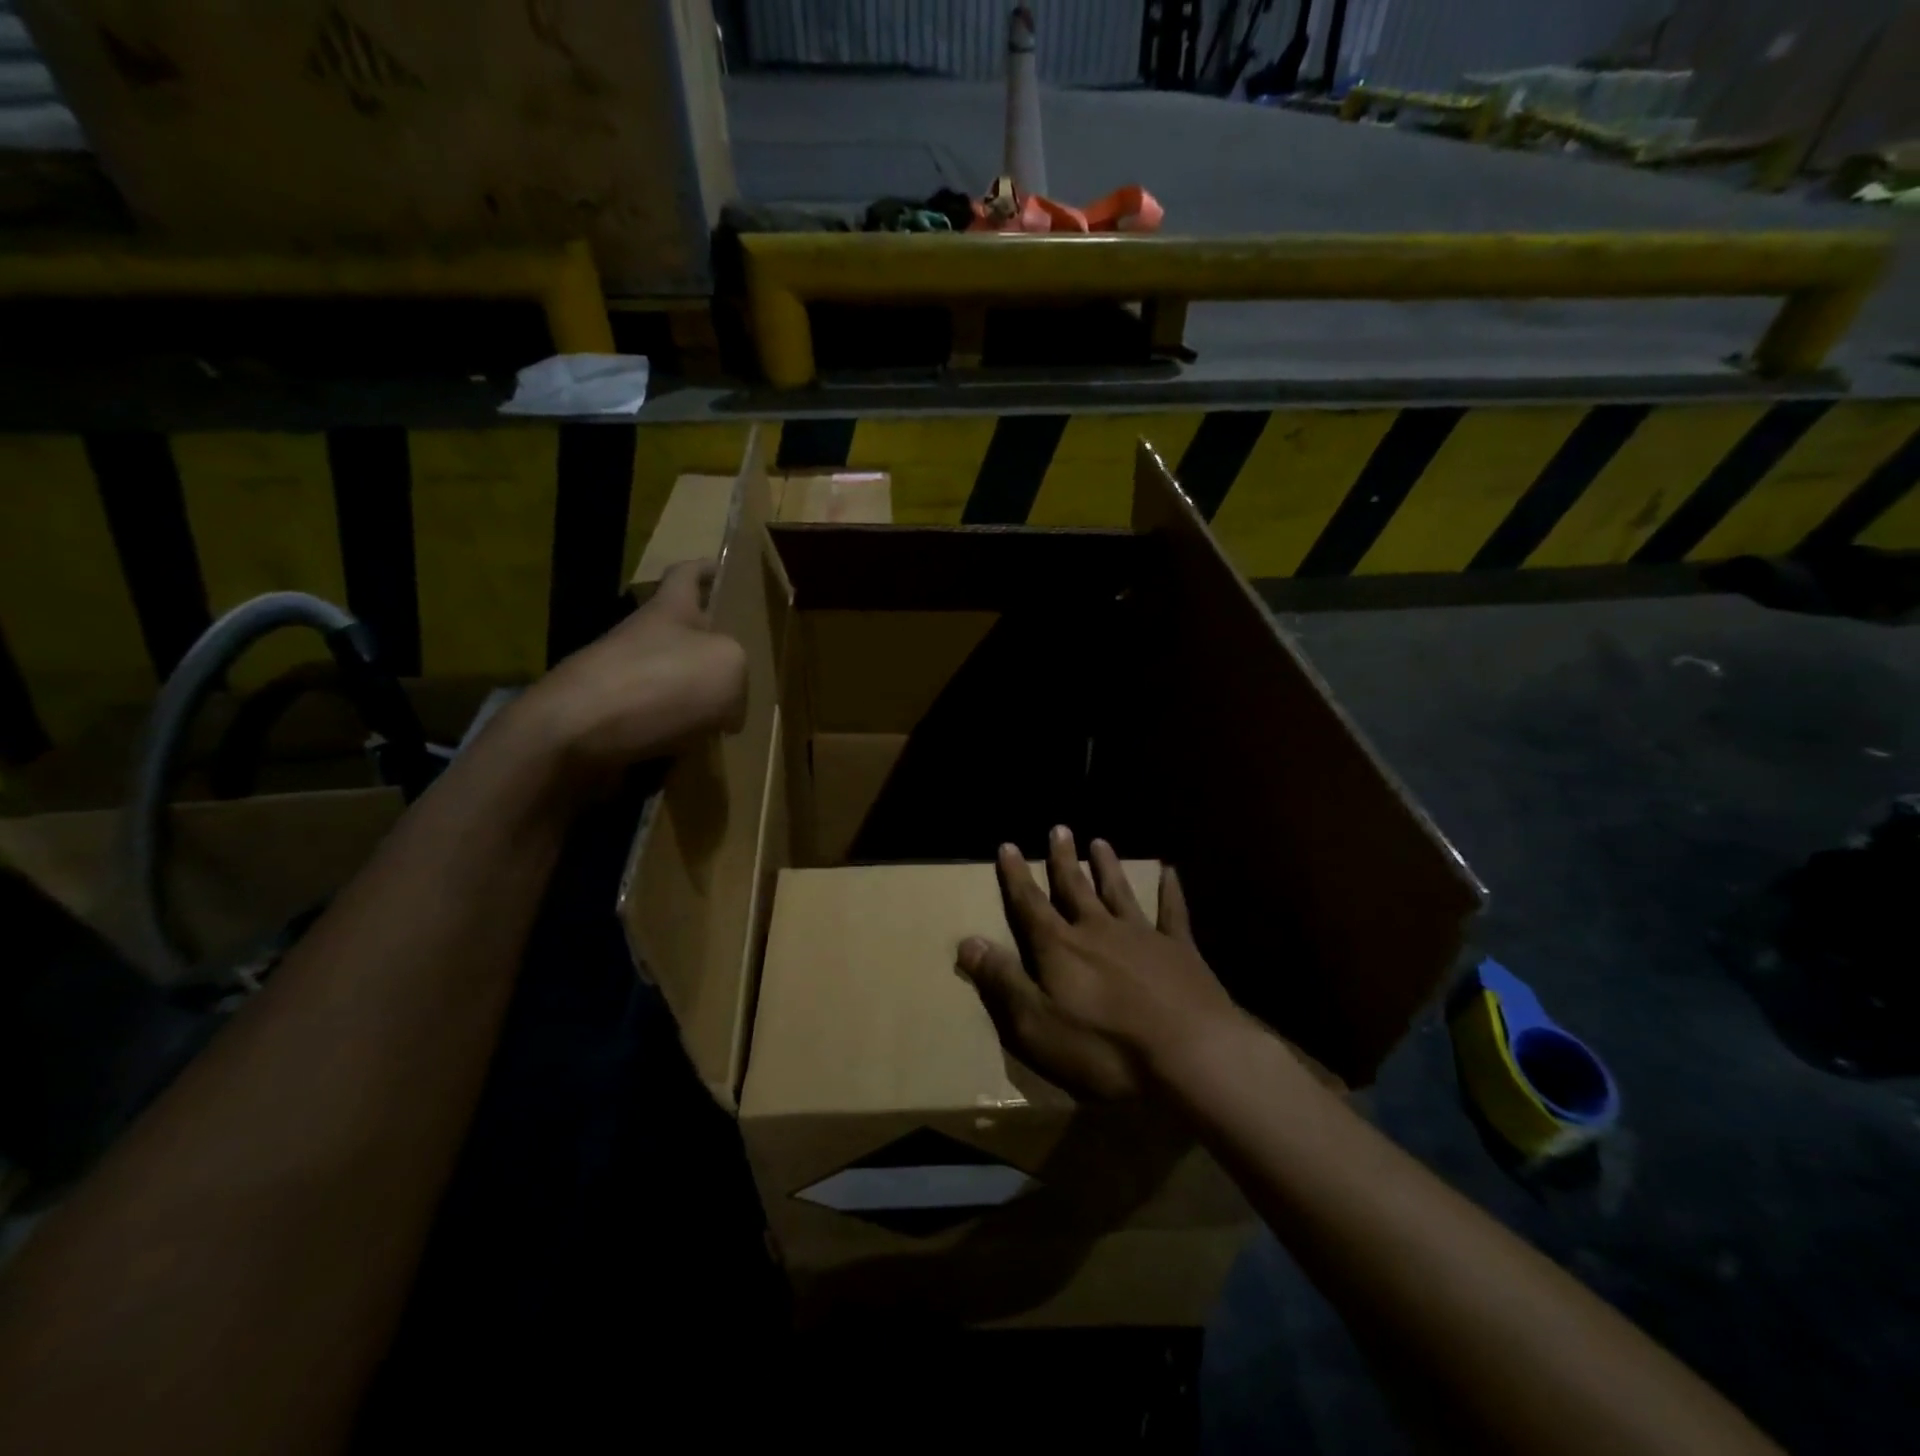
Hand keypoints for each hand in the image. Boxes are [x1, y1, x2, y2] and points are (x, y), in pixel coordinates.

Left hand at [506, 559, 747, 797]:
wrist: (577, 732)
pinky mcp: (608, 719)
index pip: (687, 575)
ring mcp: (622, 678)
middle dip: (708, 646)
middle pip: (681, 633)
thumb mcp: (728, 667)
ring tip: (724, 722)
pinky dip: (676, 735)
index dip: (705, 570)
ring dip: (695, 698)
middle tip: (741, 666)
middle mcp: (642, 638)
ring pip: (670, 680)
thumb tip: (726, 712)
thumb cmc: (661, 683)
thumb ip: (739, 679)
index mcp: (670, 611)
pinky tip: (692, 752)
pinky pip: (656, 721)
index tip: (721, 570)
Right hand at [956, 826, 1242, 1099]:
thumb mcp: (1036, 1024)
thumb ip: (1003, 981)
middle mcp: (1098, 930)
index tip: (1008, 846)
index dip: (1016, 877)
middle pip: (1075, 888)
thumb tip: (966, 942)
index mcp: (1060, 948)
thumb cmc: (1104, 1046)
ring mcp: (1142, 936)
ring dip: (1107, 867)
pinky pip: (1173, 912)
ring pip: (1118, 891)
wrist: (1190, 1054)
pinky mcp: (1180, 950)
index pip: (1030, 904)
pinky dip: (1170, 891)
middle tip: (1059, 829)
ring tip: (1099, 842)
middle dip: (1063, 859)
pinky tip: (1170, 871)